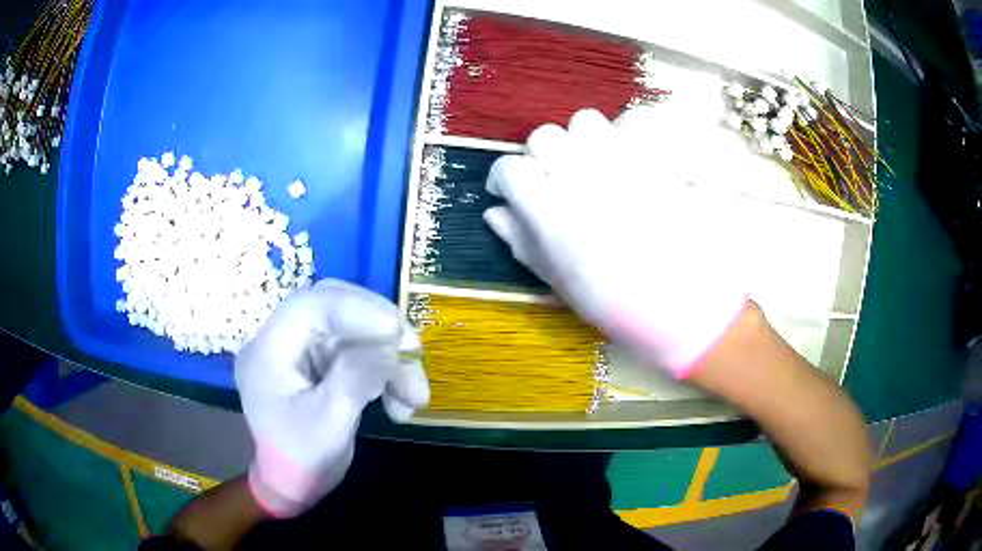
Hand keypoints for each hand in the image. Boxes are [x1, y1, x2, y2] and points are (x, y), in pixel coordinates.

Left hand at [235, 279, 429, 517]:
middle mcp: (282, 340)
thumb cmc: (301, 461)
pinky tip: (401, 402)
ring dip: (389, 358)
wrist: (293, 486)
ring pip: (352, 332)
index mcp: (268, 350)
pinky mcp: (320, 363)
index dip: (357, 310)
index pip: (311, 306)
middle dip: (378, 328)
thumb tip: (391, 344)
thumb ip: (355, 379)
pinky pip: (358, 352)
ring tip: (416, 396)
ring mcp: (302, 350)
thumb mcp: (329, 425)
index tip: (398, 332)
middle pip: (334, 308)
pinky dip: (385, 372)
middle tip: (414, 352)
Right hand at [484, 108, 747, 377]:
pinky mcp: (657, 159)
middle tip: (551, 178)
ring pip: (585, 122)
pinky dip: (628, 131)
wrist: (683, 303)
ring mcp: (623, 162)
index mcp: (552, 212)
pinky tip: (627, 154)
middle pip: (544, 137)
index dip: (503, 177)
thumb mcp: (558, 281)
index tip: (506, 190)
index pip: (511, 169)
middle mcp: (582, 177)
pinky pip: (636, 121)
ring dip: (581, 140)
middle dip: (540, 156)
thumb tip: (495, 214)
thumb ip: (523, 242)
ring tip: (590, 164)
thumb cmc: (616, 303)